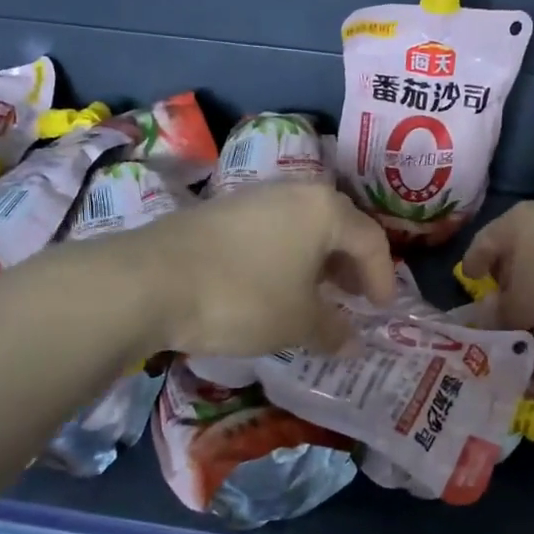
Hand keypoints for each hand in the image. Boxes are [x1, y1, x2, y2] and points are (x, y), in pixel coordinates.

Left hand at [139, 184, 395, 354]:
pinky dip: (286, 257)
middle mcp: (293, 191)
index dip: (382, 278)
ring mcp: (253, 196)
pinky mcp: (221, 210)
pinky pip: (271, 231)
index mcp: (324, 209)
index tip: (380, 310)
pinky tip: (274, 286)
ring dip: (317, 261)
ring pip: (302, 227)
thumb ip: (332, 329)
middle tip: (354, 299)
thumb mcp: (297, 322)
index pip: (370, 240)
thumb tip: (351, 342)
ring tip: (316, 296)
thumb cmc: (243, 298)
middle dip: (350, 265)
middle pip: (338, 226)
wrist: (151, 281)